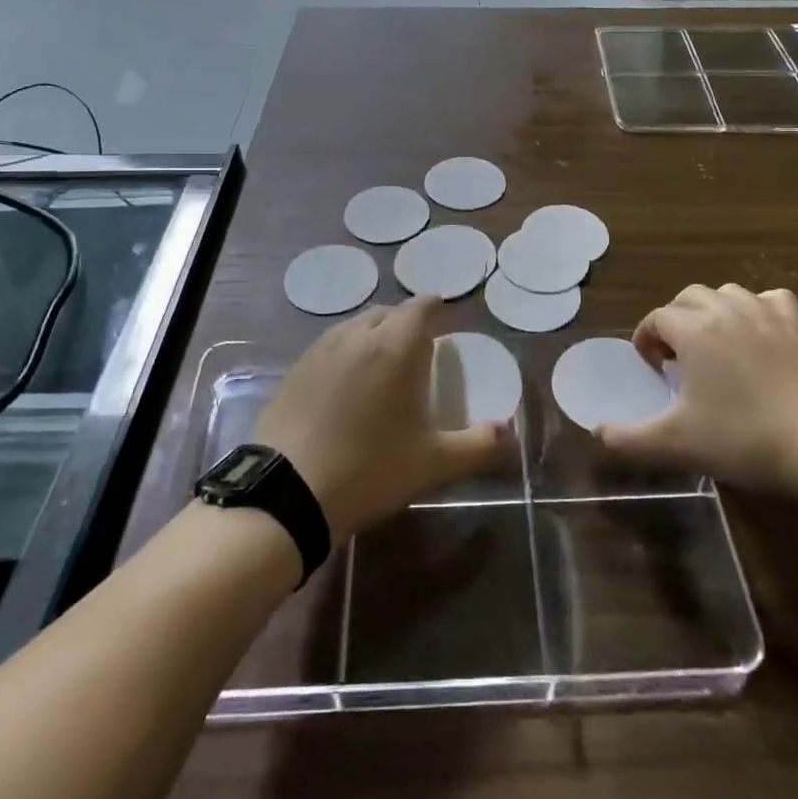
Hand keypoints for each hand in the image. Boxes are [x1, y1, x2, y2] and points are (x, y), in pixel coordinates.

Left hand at [256, 298, 507, 541]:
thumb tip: (510, 433)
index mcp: (395, 346)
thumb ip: (479, 445)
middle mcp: (358, 334)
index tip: (444, 325)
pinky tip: (344, 389)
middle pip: (389, 313)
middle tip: (417, 355)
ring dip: (374, 337)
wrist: (286, 492)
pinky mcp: (295, 368)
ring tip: (381, 371)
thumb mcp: (433, 464)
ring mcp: (321, 349)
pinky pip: (329, 346)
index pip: (421, 306)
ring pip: (356, 326)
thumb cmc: (369, 470)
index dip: (435, 309)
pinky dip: (345, 355)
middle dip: (406, 324)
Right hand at [599, 284, 797, 498]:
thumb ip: (631, 440)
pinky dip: (760, 308)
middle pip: (689, 297)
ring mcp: (767, 317)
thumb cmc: (745, 439)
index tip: (651, 369)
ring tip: (713, 344)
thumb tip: (598, 433)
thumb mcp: (678, 445)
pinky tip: (759, 332)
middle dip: (675, 320)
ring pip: (729, 292)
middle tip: (677, 358)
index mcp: (694, 331)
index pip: (657, 317)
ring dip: (712, 311)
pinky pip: (773, 300)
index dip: (646, 339)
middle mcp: (726, 313)